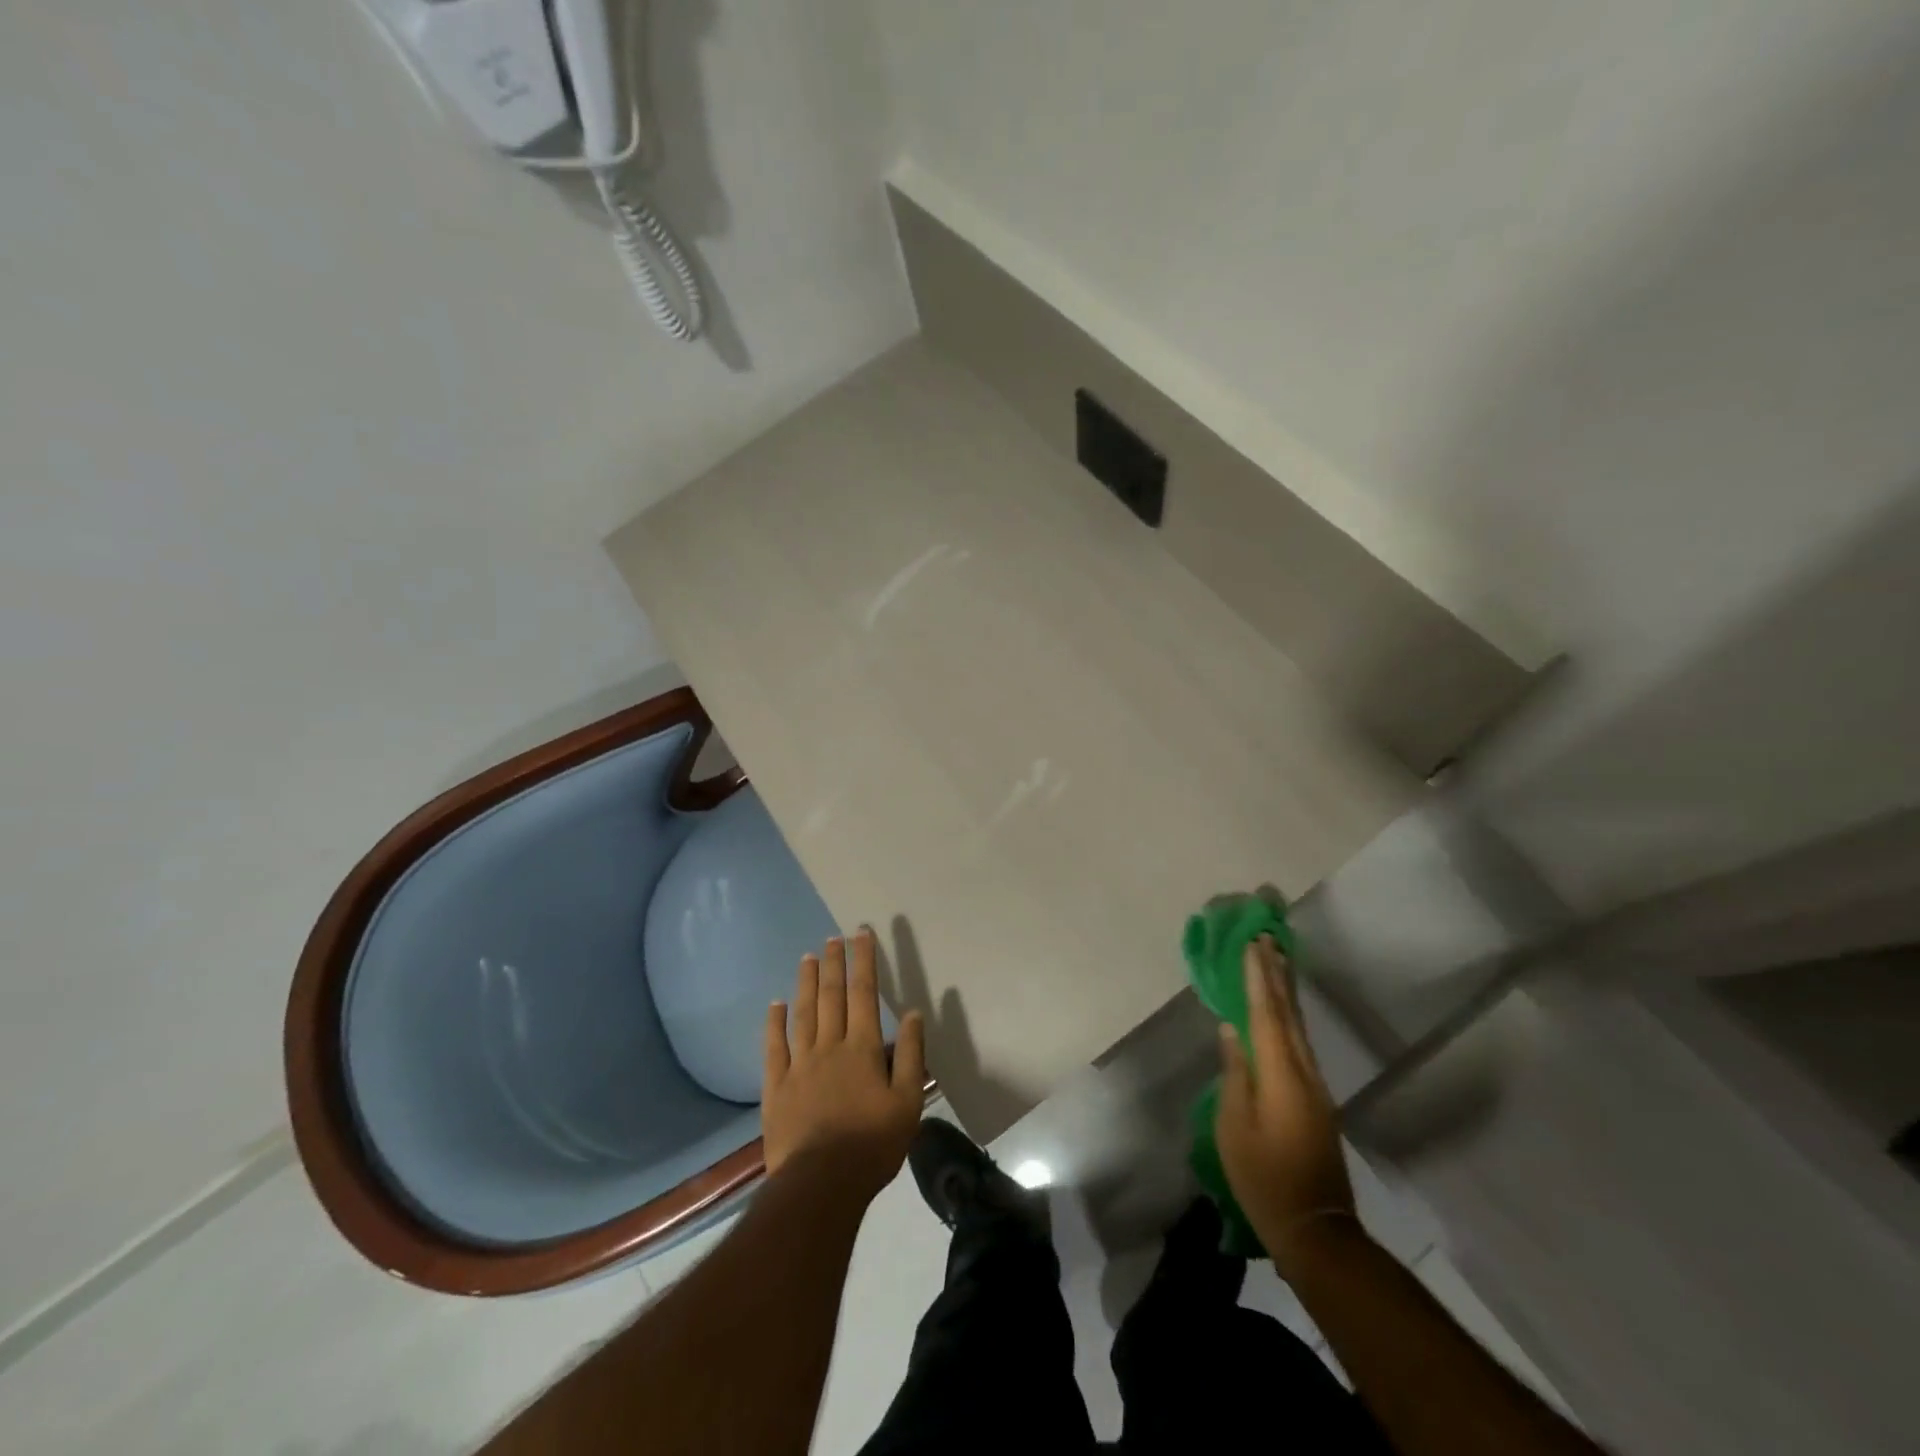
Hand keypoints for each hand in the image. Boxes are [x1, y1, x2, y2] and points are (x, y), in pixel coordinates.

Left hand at [762, 927, 926, 1202]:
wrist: (821, 1184)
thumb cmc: (872, 1144)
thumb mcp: (907, 1102)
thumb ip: (912, 1055)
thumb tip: (914, 1012)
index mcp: (863, 1048)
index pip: (864, 993)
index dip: (864, 961)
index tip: (862, 934)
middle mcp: (830, 1047)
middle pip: (832, 996)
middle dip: (834, 964)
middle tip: (833, 937)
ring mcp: (799, 1065)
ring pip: (803, 1014)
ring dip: (807, 984)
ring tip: (808, 957)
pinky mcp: (777, 1087)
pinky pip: (774, 1047)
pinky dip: (775, 1023)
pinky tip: (776, 1004)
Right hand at [1215, 934, 1356, 1269]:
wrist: (1316, 1229)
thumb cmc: (1264, 1178)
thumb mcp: (1235, 1127)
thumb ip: (1234, 1073)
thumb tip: (1232, 1030)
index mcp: (1281, 1075)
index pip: (1267, 1014)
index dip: (1258, 978)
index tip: (1253, 943)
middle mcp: (1304, 1072)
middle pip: (1289, 1014)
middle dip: (1277, 974)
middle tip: (1268, 938)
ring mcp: (1315, 1086)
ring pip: (1298, 1027)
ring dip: (1286, 992)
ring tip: (1277, 961)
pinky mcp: (1316, 1099)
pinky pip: (1300, 1043)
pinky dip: (1289, 1017)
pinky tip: (1282, 1012)